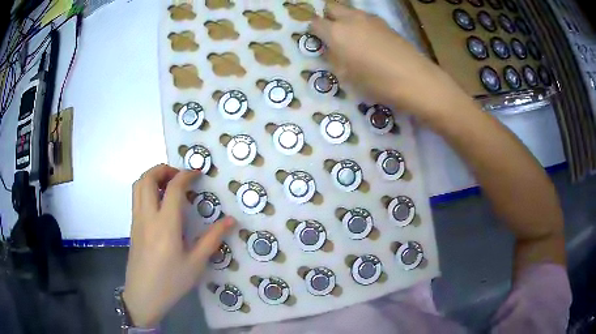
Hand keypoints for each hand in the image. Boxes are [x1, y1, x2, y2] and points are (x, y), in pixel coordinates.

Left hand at [123, 164, 234, 327]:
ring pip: (138, 185)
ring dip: (152, 177)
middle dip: (163, 169)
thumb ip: (212, 239)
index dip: (185, 175)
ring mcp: (137, 220)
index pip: (173, 188)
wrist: (143, 296)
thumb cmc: (171, 282)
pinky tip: (160, 204)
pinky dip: (147, 189)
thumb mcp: (196, 264)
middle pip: (147, 178)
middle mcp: (147, 216)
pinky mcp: (132, 227)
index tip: (197, 172)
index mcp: (165, 225)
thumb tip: (231, 221)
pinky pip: (136, 198)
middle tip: (179, 176)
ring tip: (169, 186)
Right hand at [312, 3, 472, 122]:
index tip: (318, 40)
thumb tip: (331, 49)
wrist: (414, 79)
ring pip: (351, 11)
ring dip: (346, 19)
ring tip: (353, 38)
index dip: (314, 31)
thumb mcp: (346, 76)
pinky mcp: (386, 24)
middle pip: (332, 8)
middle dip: (328, 17)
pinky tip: (370, 40)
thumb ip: (334, 58)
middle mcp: (351, 19)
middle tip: (333, 34)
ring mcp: (371, 19)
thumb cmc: (376, 82)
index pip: (315, 22)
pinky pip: (366, 18)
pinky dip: (362, 24)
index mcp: (336, 32)